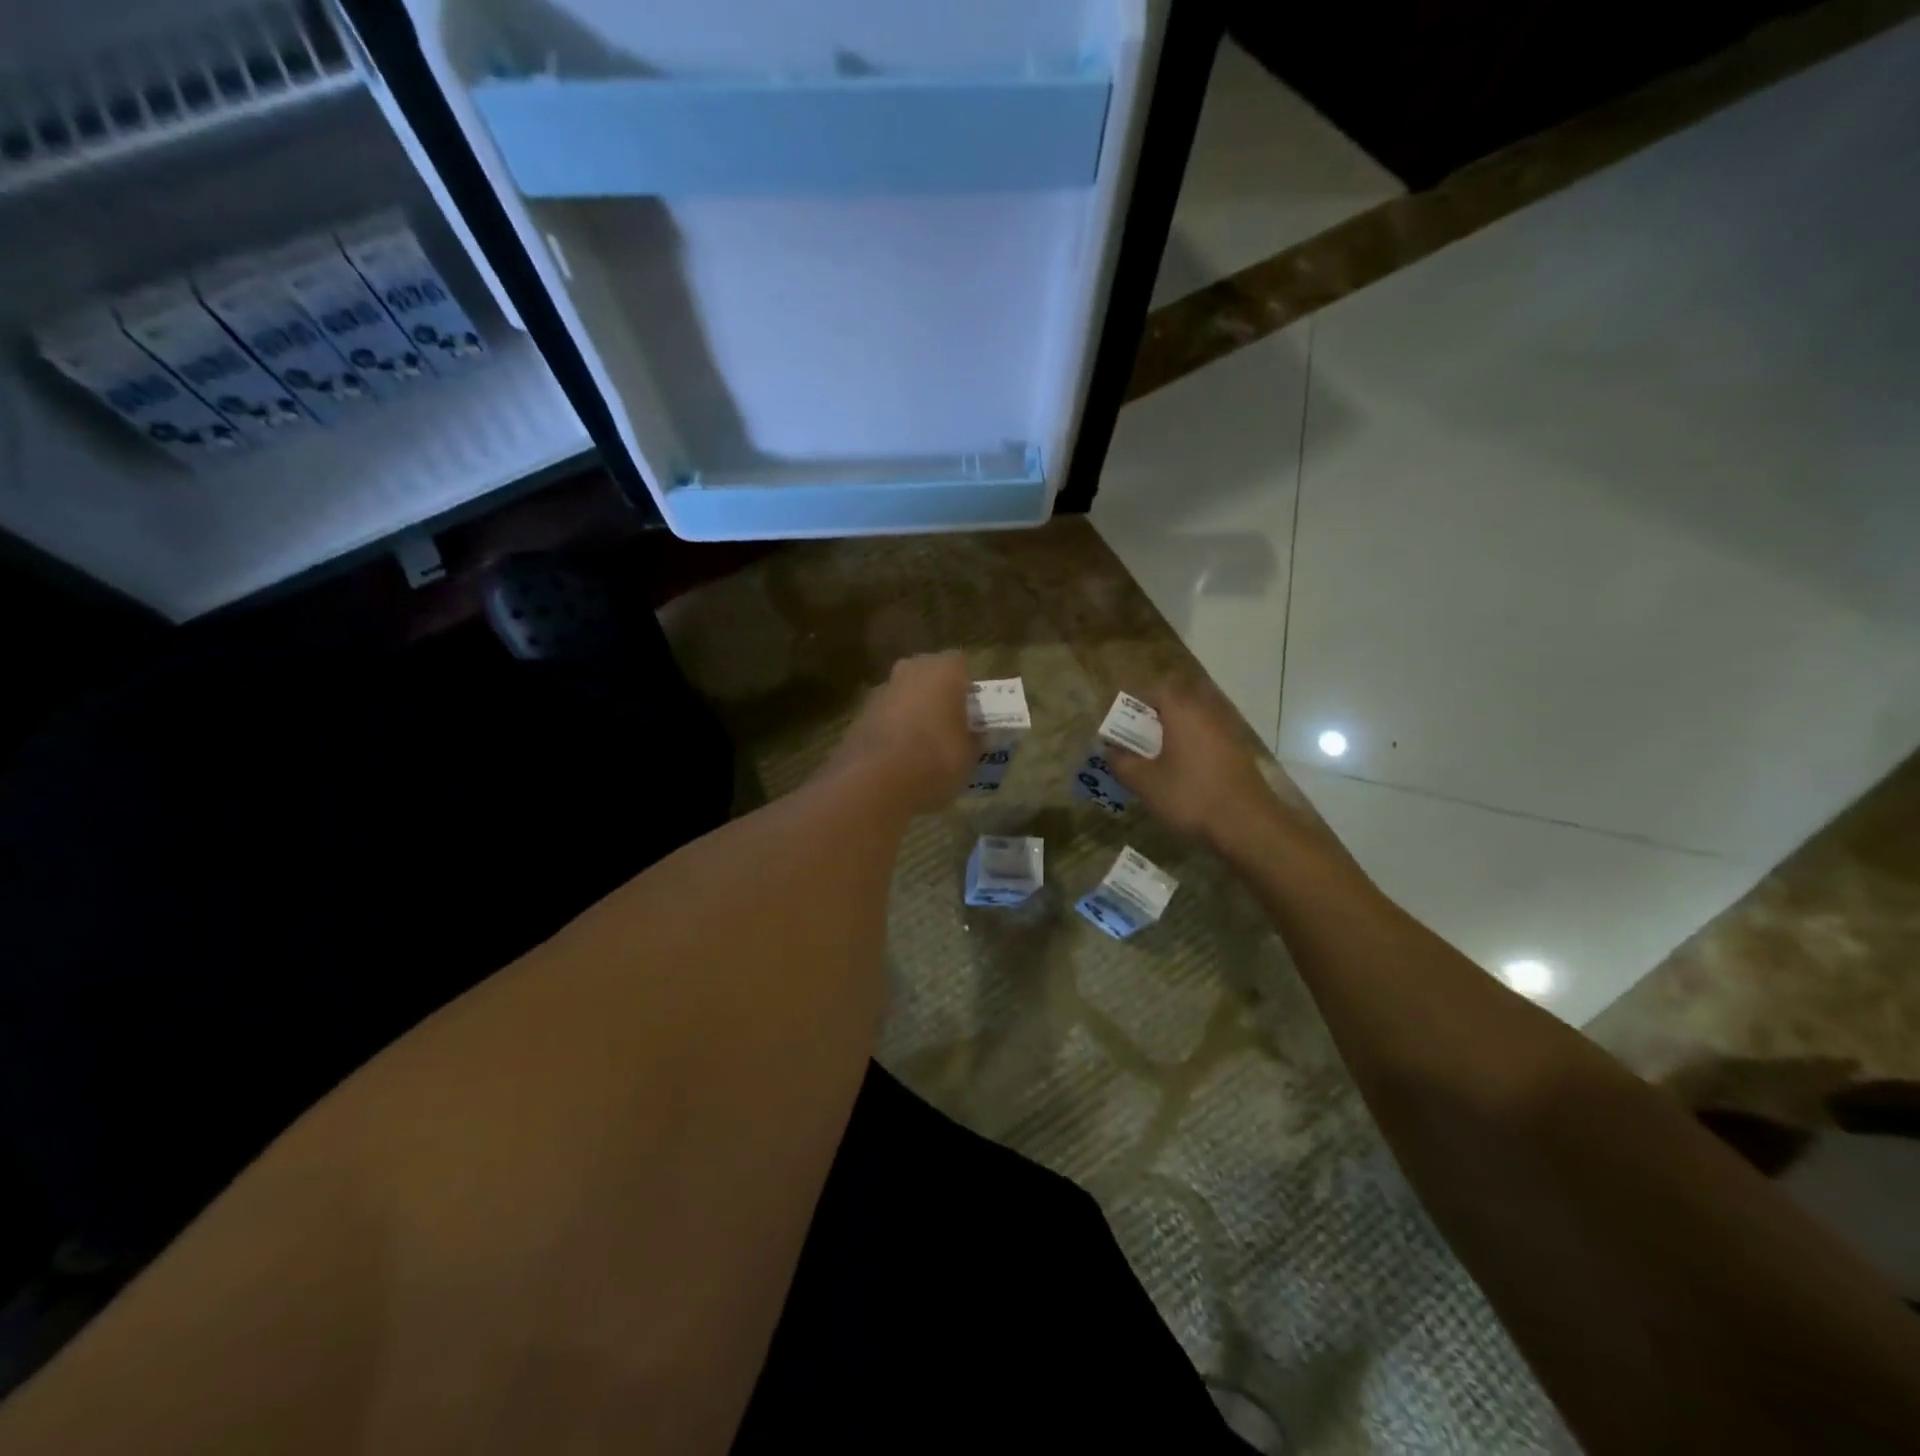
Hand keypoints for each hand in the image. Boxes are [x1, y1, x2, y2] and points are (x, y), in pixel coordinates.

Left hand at [825, 652, 980, 813]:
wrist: (875, 781)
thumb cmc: (935, 759)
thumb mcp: (970, 756)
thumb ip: (974, 739)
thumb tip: (975, 736)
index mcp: (943, 671)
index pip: (960, 664)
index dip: (966, 687)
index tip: (971, 711)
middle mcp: (910, 670)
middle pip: (928, 675)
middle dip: (937, 694)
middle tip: (948, 723)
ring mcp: (881, 691)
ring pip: (903, 694)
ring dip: (912, 711)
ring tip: (922, 745)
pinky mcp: (859, 715)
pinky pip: (884, 716)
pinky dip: (892, 729)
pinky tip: (898, 757)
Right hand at [1107, 679, 1310, 853]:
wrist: (1246, 823)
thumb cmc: (1190, 795)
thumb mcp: (1145, 783)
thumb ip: (1122, 763)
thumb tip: (1109, 750)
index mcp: (1182, 710)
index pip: (1158, 687)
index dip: (1138, 701)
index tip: (1124, 723)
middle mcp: (1207, 711)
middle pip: (1179, 699)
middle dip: (1157, 714)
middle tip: (1140, 739)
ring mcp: (1227, 730)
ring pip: (1195, 717)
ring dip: (1176, 729)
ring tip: (1159, 756)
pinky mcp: (1238, 750)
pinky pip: (1209, 735)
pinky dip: (1193, 744)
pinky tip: (1185, 770)